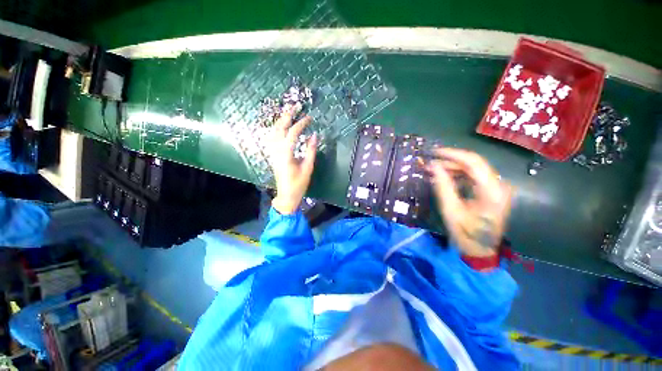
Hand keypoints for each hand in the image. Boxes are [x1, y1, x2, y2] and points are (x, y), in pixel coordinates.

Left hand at [268, 104, 317, 214]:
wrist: (286, 194)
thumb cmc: (299, 183)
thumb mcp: (307, 167)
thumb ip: (311, 150)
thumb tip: (315, 135)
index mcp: (286, 154)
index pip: (293, 133)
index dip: (301, 124)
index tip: (309, 118)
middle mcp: (277, 150)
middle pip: (279, 128)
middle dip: (287, 115)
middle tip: (296, 106)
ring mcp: (273, 152)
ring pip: (274, 131)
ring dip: (281, 120)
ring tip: (289, 112)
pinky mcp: (273, 154)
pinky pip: (273, 137)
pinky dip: (278, 128)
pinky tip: (282, 125)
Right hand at [427, 148, 512, 256]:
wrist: (481, 250)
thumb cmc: (466, 233)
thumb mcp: (451, 210)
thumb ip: (442, 186)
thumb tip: (433, 166)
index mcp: (491, 191)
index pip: (473, 162)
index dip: (453, 154)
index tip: (434, 152)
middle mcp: (498, 185)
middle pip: (474, 164)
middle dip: (451, 161)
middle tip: (431, 162)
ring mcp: (497, 188)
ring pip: (474, 169)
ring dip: (453, 167)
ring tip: (434, 170)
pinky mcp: (492, 191)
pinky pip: (474, 177)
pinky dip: (458, 175)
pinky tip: (445, 177)